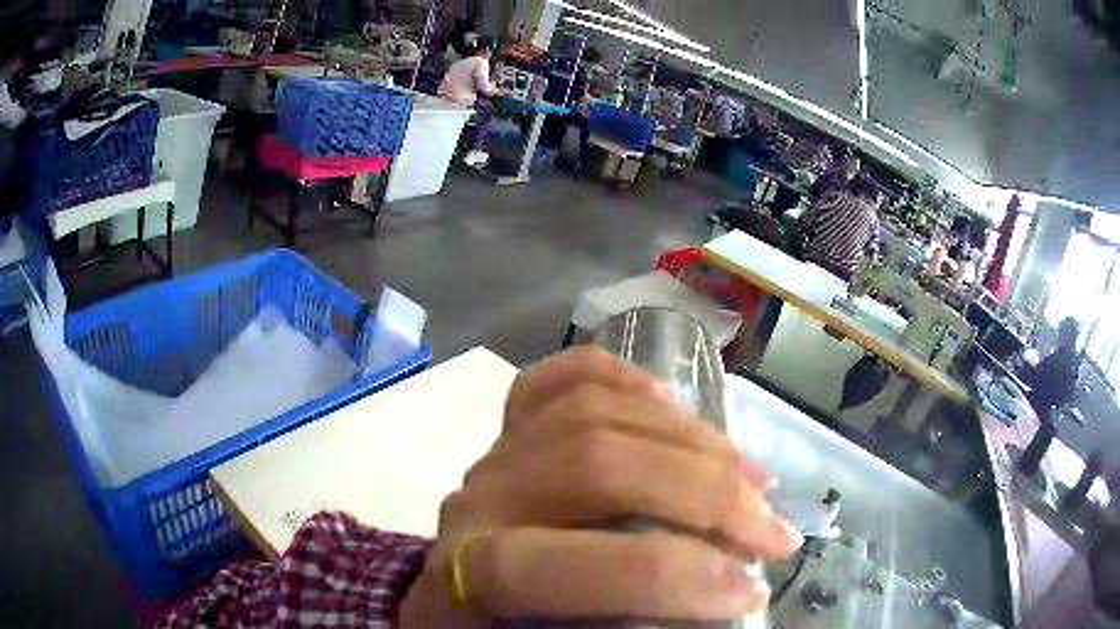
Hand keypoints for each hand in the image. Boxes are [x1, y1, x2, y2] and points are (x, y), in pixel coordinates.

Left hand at [398, 348, 800, 626]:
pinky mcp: (509, 432)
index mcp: (470, 573)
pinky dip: (617, 377)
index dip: (667, 580)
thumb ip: (618, 625)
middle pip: (596, 467)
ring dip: (691, 441)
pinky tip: (669, 398)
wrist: (449, 604)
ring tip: (754, 478)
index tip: (749, 594)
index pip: (563, 564)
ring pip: (593, 413)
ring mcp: (496, 455)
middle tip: (775, 534)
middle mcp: (481, 501)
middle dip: (707, 499)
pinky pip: (555, 381)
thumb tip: (723, 599)